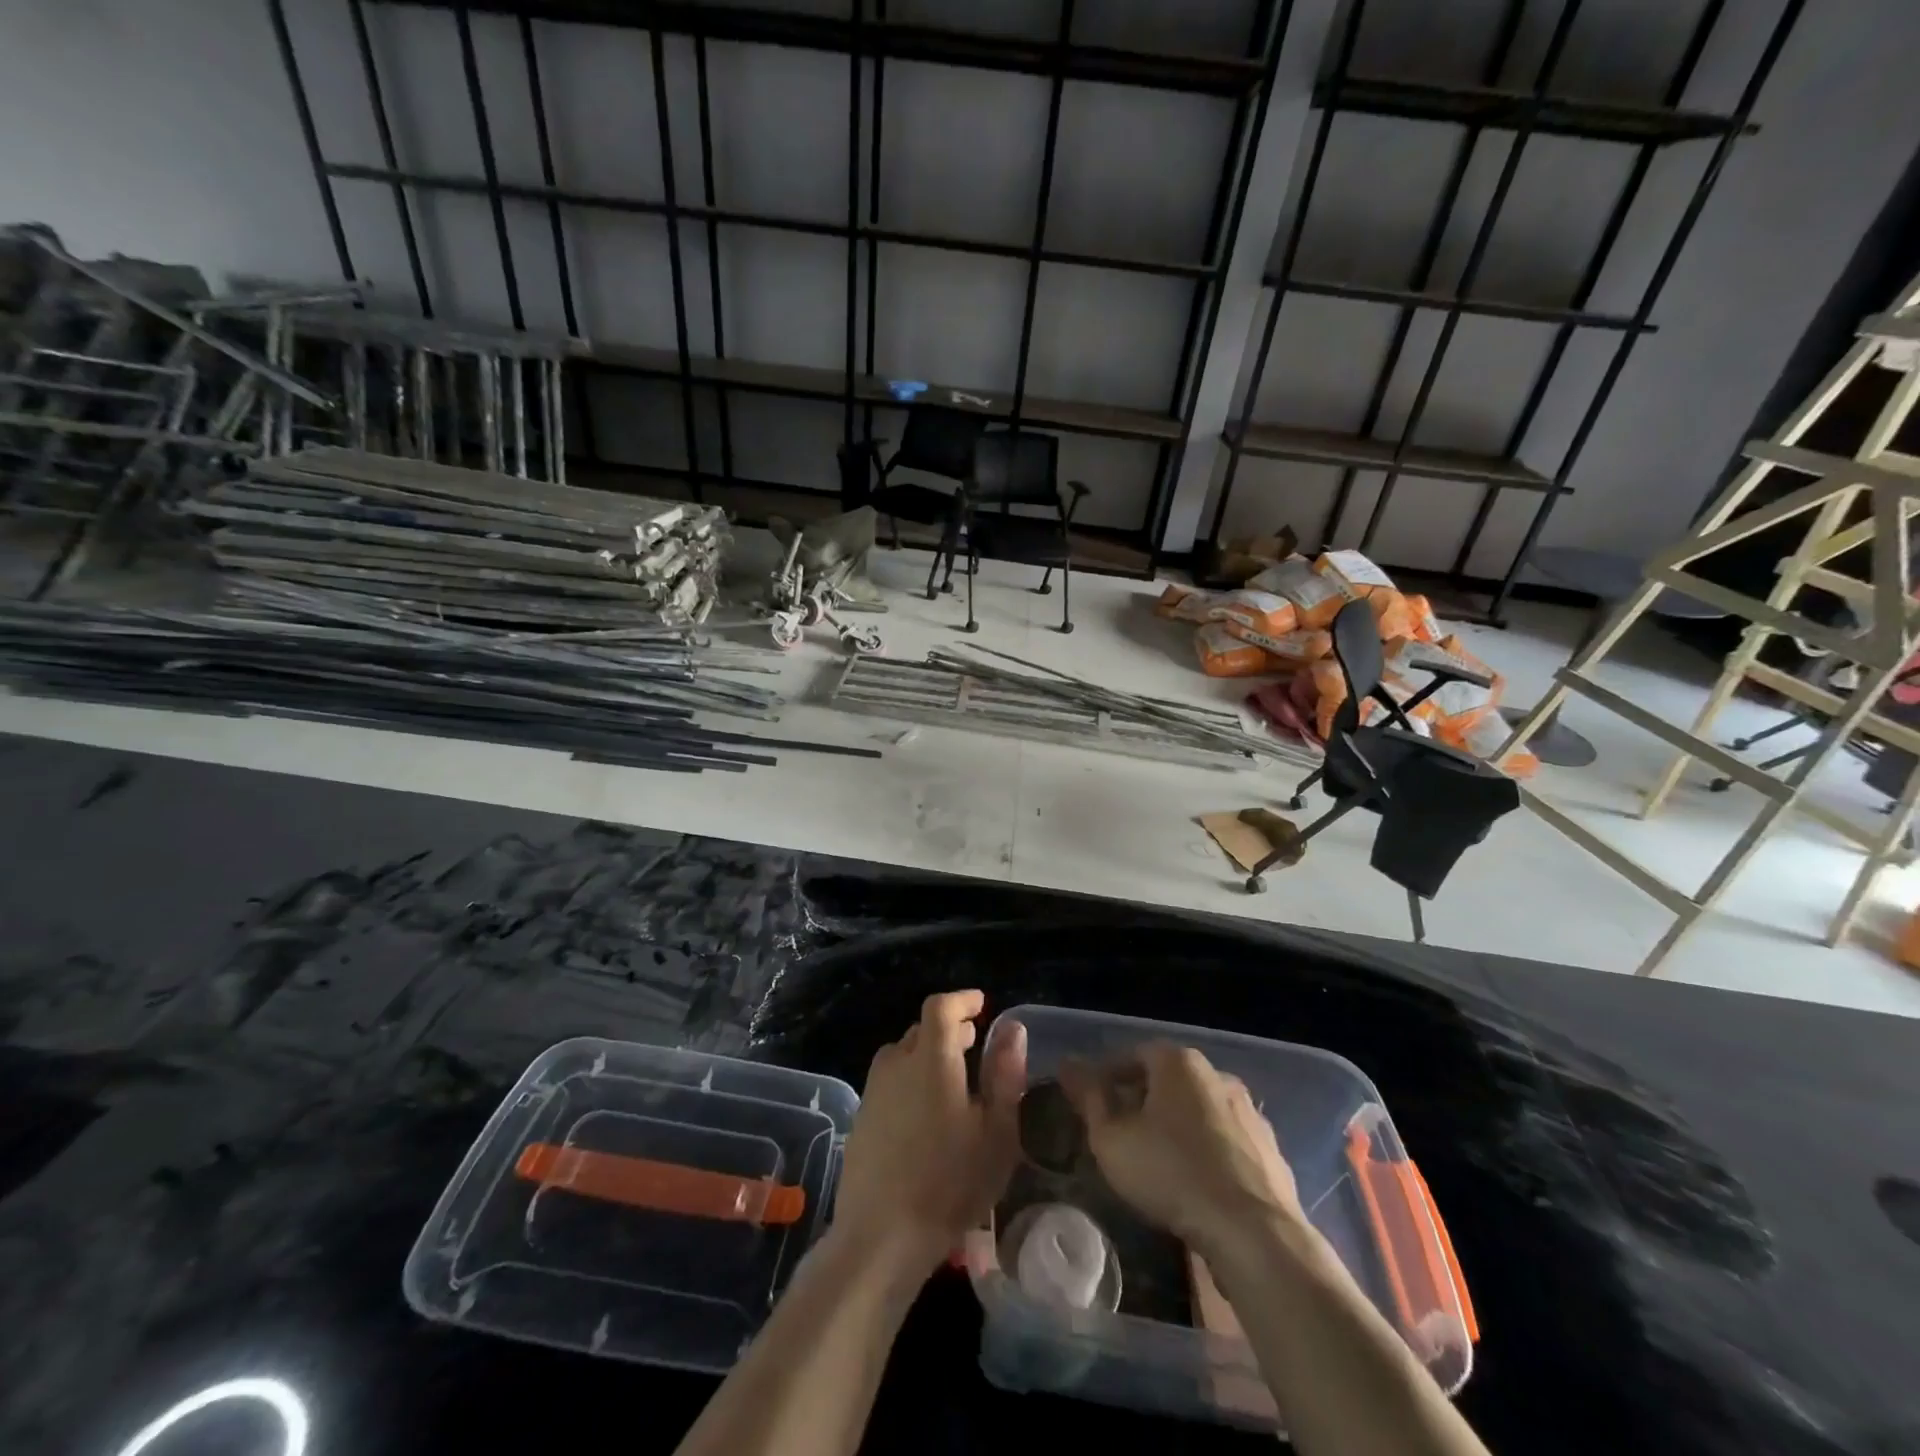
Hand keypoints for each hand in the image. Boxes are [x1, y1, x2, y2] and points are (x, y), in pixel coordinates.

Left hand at [833, 990, 1026, 1273]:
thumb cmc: (950, 1182)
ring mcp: (874, 1090)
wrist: (881, 1236)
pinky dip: (912, 1078)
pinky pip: (891, 1081)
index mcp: (930, 1058)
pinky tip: (927, 1111)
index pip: (941, 1007)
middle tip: (974, 1042)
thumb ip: (1005, 1073)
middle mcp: (897, 1063)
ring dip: (928, 1053)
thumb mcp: (996, 1131)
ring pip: (903, 1055)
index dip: (962, 1000)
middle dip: (949, 1029)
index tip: (982, 1005)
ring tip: (954, 1075)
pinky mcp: (863, 1117)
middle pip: (922, 1030)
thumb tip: (1012, 1028)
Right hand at [1060, 1041, 1301, 1258]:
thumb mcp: (1112, 1138)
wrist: (1254, 1233)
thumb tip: (1068, 1063)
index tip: (1092, 1106)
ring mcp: (1249, 1113)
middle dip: (1143, 1102)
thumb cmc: (1171, 1174)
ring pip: (1199, 1111)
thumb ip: (1089, 1097)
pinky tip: (1196, 1184)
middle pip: (1168, 1081)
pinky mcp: (1270, 1151)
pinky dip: (1207, 1153)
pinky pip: (1226, 1142)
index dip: (1107, 1078)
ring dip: (1178, 1128)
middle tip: (1120, 1134)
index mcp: (1178, 1062)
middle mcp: (1217, 1075)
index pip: (1133, 1055)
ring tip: (1157, 1162)